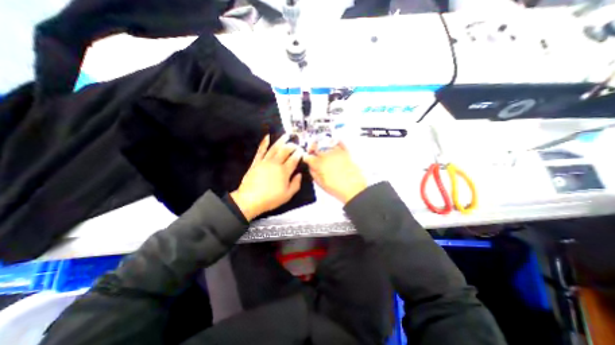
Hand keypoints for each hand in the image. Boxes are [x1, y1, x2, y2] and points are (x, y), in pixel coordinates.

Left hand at [232, 134, 302, 221]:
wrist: (250, 200)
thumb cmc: (270, 199)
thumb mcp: (287, 195)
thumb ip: (296, 184)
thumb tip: (299, 175)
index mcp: (284, 171)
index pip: (294, 159)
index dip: (299, 154)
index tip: (302, 151)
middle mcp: (276, 164)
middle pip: (285, 151)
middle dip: (292, 145)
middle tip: (296, 143)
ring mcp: (265, 161)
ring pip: (274, 148)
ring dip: (281, 141)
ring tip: (286, 135)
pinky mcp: (256, 162)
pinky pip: (261, 150)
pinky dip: (264, 143)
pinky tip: (267, 137)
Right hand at [303, 140, 363, 204]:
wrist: (354, 189)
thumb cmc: (337, 188)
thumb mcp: (321, 184)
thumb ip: (313, 173)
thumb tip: (310, 167)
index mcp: (319, 164)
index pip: (308, 157)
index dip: (306, 158)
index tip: (306, 159)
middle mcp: (327, 156)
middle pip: (316, 146)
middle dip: (312, 148)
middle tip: (312, 152)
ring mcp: (337, 153)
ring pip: (326, 143)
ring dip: (321, 145)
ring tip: (321, 148)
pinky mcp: (345, 153)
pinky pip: (339, 143)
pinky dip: (335, 142)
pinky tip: (333, 144)